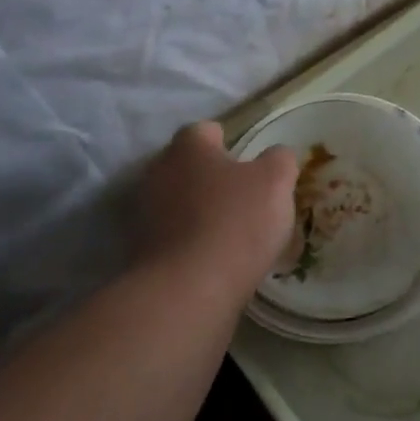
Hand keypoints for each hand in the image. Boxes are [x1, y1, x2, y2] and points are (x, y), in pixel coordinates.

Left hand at [136, 122, 296, 295]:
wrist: (188, 290)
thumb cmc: (236, 222)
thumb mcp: (276, 182)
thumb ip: (279, 159)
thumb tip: (277, 155)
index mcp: (188, 147)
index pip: (207, 130)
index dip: (231, 143)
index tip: (251, 164)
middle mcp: (158, 172)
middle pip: (189, 166)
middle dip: (212, 177)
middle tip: (245, 197)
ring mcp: (144, 212)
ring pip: (179, 201)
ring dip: (199, 210)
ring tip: (232, 232)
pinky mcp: (140, 250)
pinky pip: (172, 235)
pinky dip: (190, 240)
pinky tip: (214, 258)